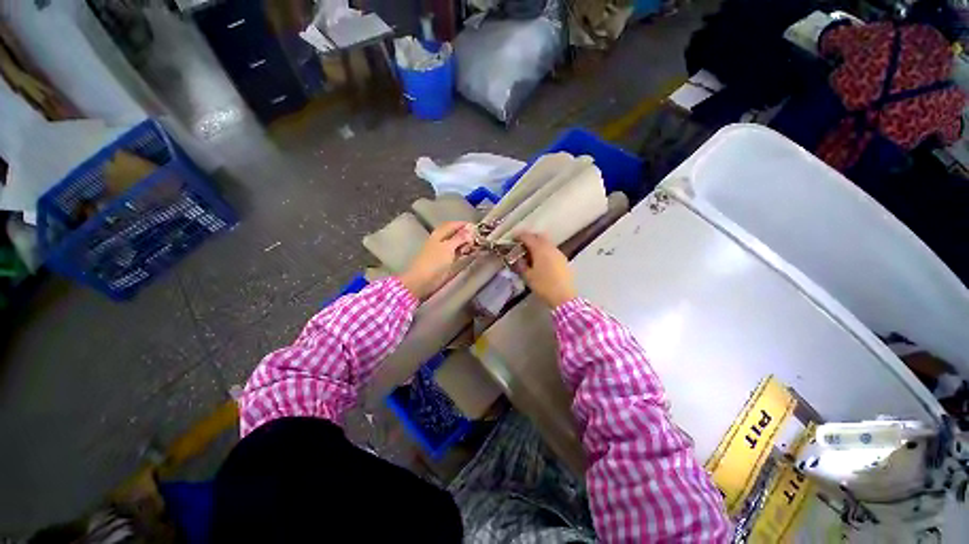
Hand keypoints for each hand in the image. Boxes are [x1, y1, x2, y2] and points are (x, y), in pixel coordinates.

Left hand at [399, 222, 473, 299]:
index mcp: (439, 234)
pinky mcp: (446, 261)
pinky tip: (470, 252)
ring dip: (465, 243)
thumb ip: (459, 238)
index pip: (452, 224)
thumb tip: (470, 230)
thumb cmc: (434, 261)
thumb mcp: (448, 247)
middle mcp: (441, 240)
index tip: (476, 226)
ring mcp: (443, 251)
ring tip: (476, 245)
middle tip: (478, 237)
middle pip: (454, 234)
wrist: (423, 280)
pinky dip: (463, 251)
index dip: (463, 224)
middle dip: (466, 234)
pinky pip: (457, 253)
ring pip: (456, 243)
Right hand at [514, 232, 576, 307]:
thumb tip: (518, 259)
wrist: (564, 296)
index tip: (512, 239)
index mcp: (540, 249)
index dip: (519, 236)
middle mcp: (550, 247)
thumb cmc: (544, 285)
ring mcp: (558, 253)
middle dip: (530, 238)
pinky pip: (551, 250)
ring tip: (530, 255)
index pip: (527, 237)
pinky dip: (544, 251)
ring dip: (538, 245)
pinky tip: (541, 261)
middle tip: (522, 245)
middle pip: (539, 236)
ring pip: (546, 243)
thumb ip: (521, 265)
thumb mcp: (528, 276)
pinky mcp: (563, 260)